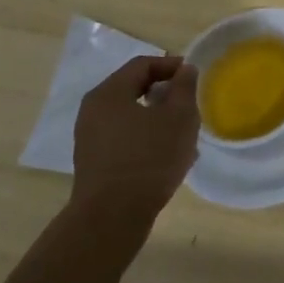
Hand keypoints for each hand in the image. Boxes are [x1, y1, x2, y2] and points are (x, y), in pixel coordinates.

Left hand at [69, 55, 199, 227]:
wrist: (112, 218)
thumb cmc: (149, 158)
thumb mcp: (179, 117)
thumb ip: (184, 87)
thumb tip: (184, 69)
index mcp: (109, 93)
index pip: (142, 64)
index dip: (171, 65)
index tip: (193, 76)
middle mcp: (93, 111)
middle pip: (133, 88)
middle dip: (164, 93)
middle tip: (189, 103)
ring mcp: (90, 138)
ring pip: (130, 116)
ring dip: (157, 118)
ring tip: (183, 133)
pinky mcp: (94, 163)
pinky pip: (124, 138)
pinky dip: (146, 137)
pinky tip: (166, 156)